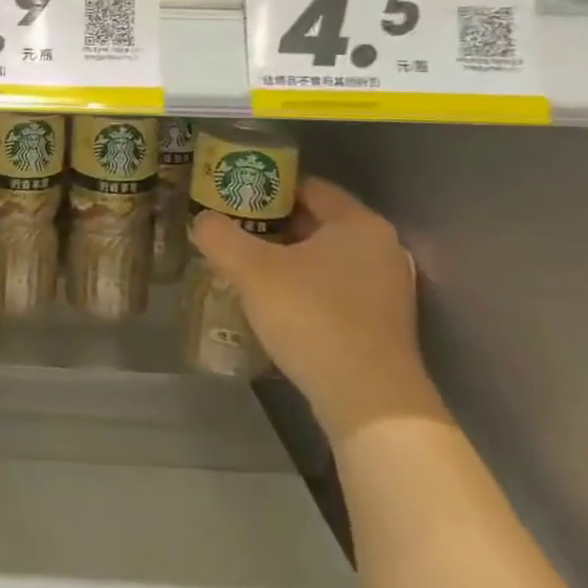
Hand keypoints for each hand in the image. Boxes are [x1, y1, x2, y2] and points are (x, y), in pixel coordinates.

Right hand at [189, 177, 435, 438]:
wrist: (368, 401)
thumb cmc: (312, 317)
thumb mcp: (251, 269)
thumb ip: (219, 236)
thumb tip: (202, 221)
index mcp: (358, 224)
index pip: (308, 187)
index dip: (267, 187)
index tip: (231, 198)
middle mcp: (380, 249)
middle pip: (315, 223)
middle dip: (271, 226)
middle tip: (230, 232)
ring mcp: (385, 289)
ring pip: (323, 259)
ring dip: (285, 260)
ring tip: (243, 268)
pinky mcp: (381, 325)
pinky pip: (333, 290)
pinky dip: (303, 289)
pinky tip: (272, 304)